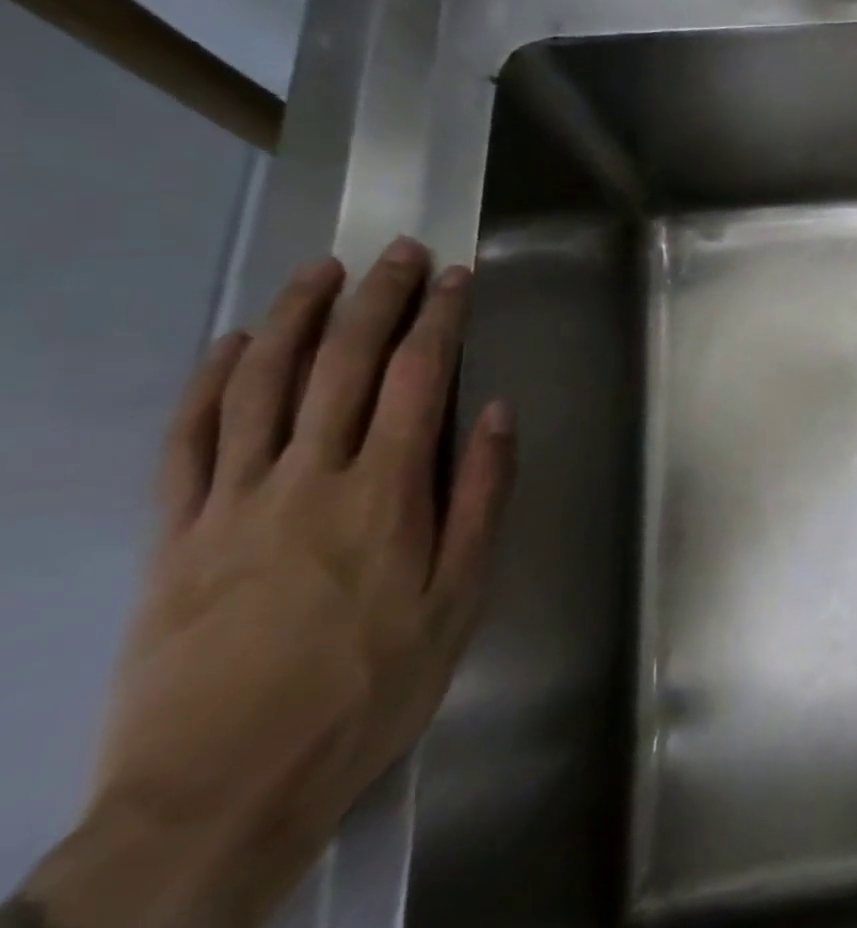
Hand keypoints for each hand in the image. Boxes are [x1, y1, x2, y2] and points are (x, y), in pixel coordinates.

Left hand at [24, 238, 514, 927]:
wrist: (219, 793)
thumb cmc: (367, 688)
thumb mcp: (457, 598)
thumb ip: (480, 497)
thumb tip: (493, 412)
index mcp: (385, 492)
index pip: (416, 377)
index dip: (439, 316)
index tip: (455, 275)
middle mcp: (309, 477)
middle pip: (342, 363)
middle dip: (377, 297)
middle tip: (398, 251)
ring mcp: (232, 501)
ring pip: (260, 384)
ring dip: (293, 317)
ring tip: (320, 270)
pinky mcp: (174, 534)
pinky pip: (187, 441)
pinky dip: (207, 383)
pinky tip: (227, 345)